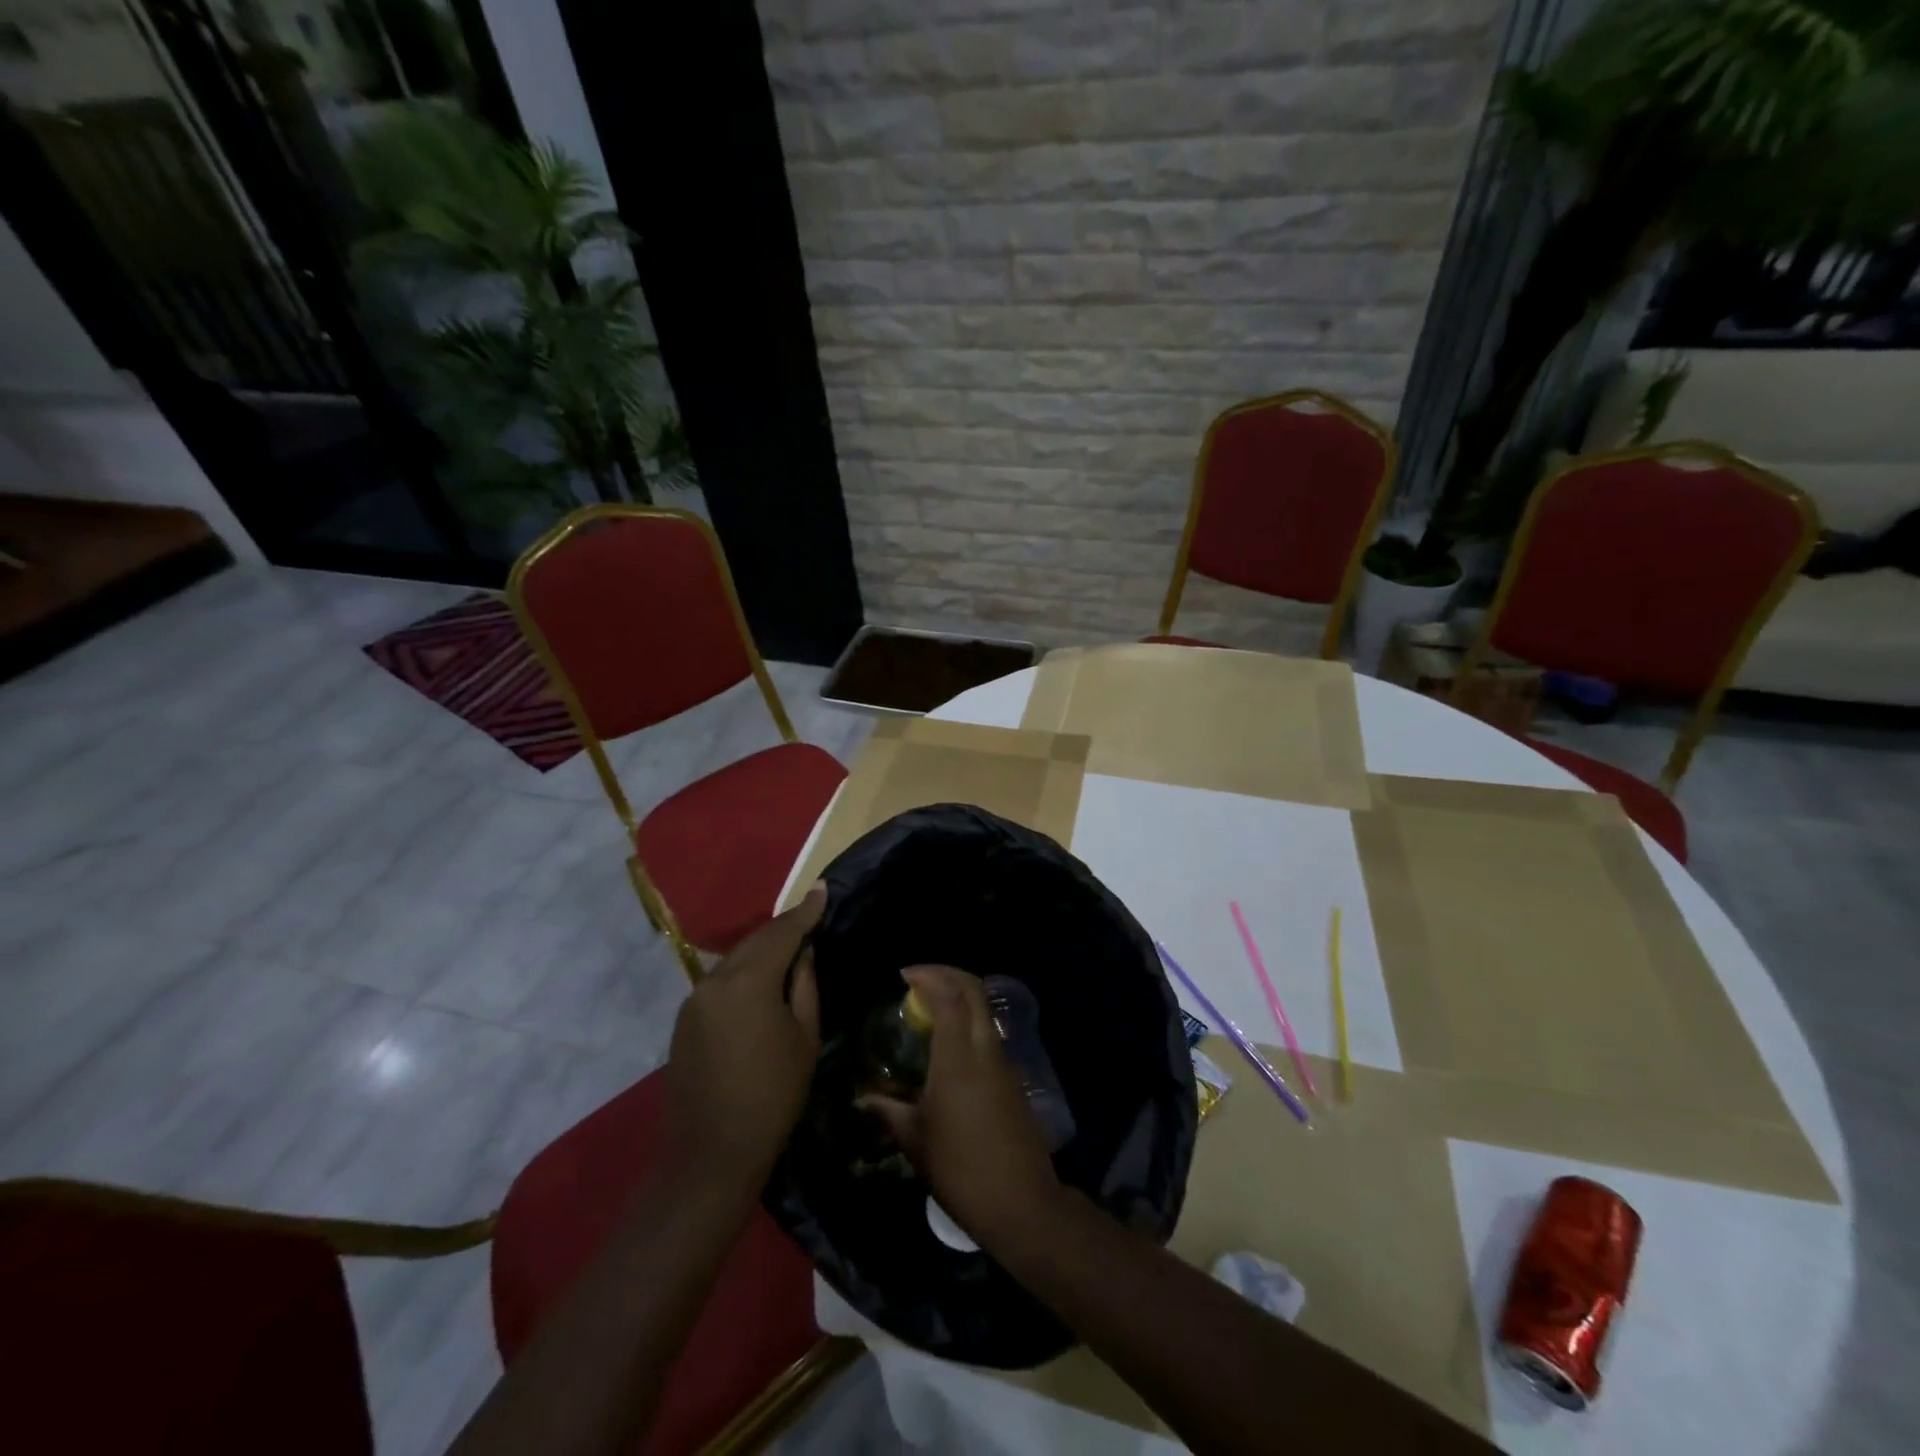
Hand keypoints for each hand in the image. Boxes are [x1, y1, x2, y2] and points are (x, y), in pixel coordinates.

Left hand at [662, 888, 824, 1194]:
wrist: (709, 1155)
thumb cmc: (772, 1097)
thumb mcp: (804, 1039)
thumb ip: (805, 987)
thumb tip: (804, 953)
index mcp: (749, 981)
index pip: (782, 933)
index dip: (805, 912)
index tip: (822, 889)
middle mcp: (716, 980)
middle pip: (755, 941)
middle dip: (784, 928)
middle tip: (810, 916)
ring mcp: (694, 999)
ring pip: (736, 959)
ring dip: (763, 949)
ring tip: (791, 947)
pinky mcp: (685, 1019)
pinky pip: (722, 980)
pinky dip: (745, 971)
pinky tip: (761, 979)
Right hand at [861, 965, 1062, 1249]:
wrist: (1021, 1203)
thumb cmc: (960, 1170)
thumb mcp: (915, 1141)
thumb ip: (888, 1112)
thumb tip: (863, 1099)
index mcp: (958, 1058)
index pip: (949, 996)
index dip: (928, 976)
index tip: (904, 975)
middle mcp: (984, 1049)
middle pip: (974, 990)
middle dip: (947, 974)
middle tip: (918, 978)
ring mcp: (1004, 1062)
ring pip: (985, 1010)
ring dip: (960, 995)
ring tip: (930, 1007)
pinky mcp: (1013, 1078)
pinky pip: (989, 1032)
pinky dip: (970, 1020)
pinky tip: (950, 1041)